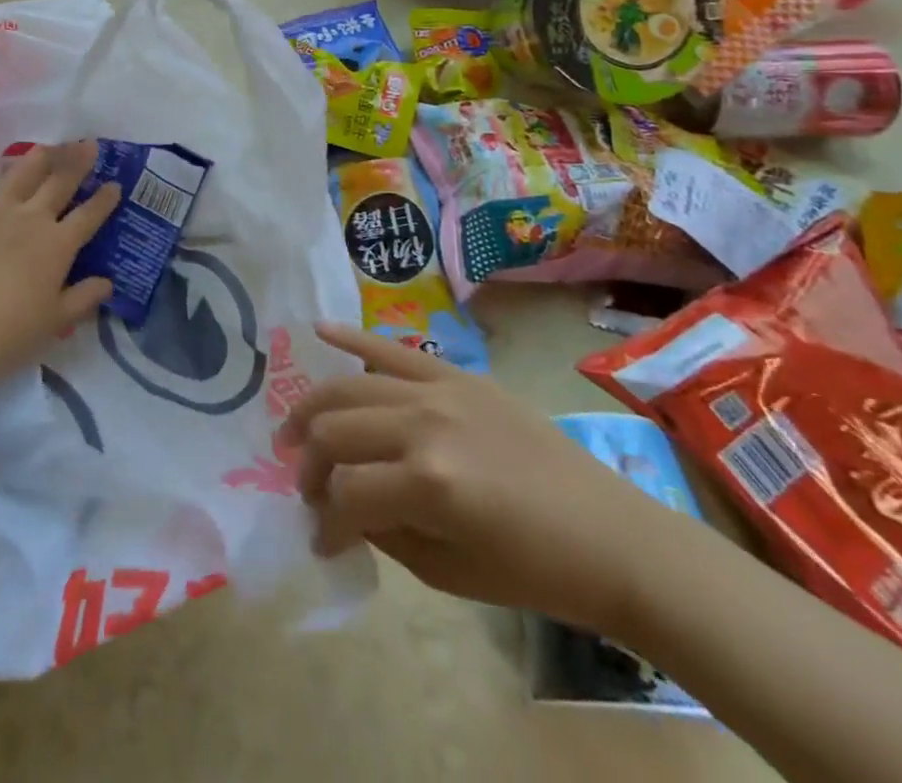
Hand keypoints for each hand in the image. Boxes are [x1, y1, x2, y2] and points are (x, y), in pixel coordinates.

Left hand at [0, 142, 120, 388]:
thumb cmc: (8, 336)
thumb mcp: (55, 323)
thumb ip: (84, 299)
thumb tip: (108, 283)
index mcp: (57, 245)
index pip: (89, 215)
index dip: (105, 199)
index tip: (115, 183)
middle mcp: (30, 219)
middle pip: (59, 183)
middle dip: (78, 162)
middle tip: (90, 143)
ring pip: (21, 174)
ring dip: (39, 157)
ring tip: (50, 145)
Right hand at [279, 323, 676, 634]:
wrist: (608, 535)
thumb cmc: (531, 570)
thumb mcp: (446, 571)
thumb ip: (381, 531)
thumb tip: (339, 508)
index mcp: (427, 485)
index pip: (344, 495)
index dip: (325, 524)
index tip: (322, 541)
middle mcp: (424, 425)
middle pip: (335, 431)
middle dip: (309, 466)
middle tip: (308, 489)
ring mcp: (440, 390)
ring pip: (350, 386)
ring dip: (313, 410)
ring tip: (293, 433)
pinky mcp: (458, 374)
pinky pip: (393, 348)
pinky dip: (351, 337)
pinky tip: (318, 330)